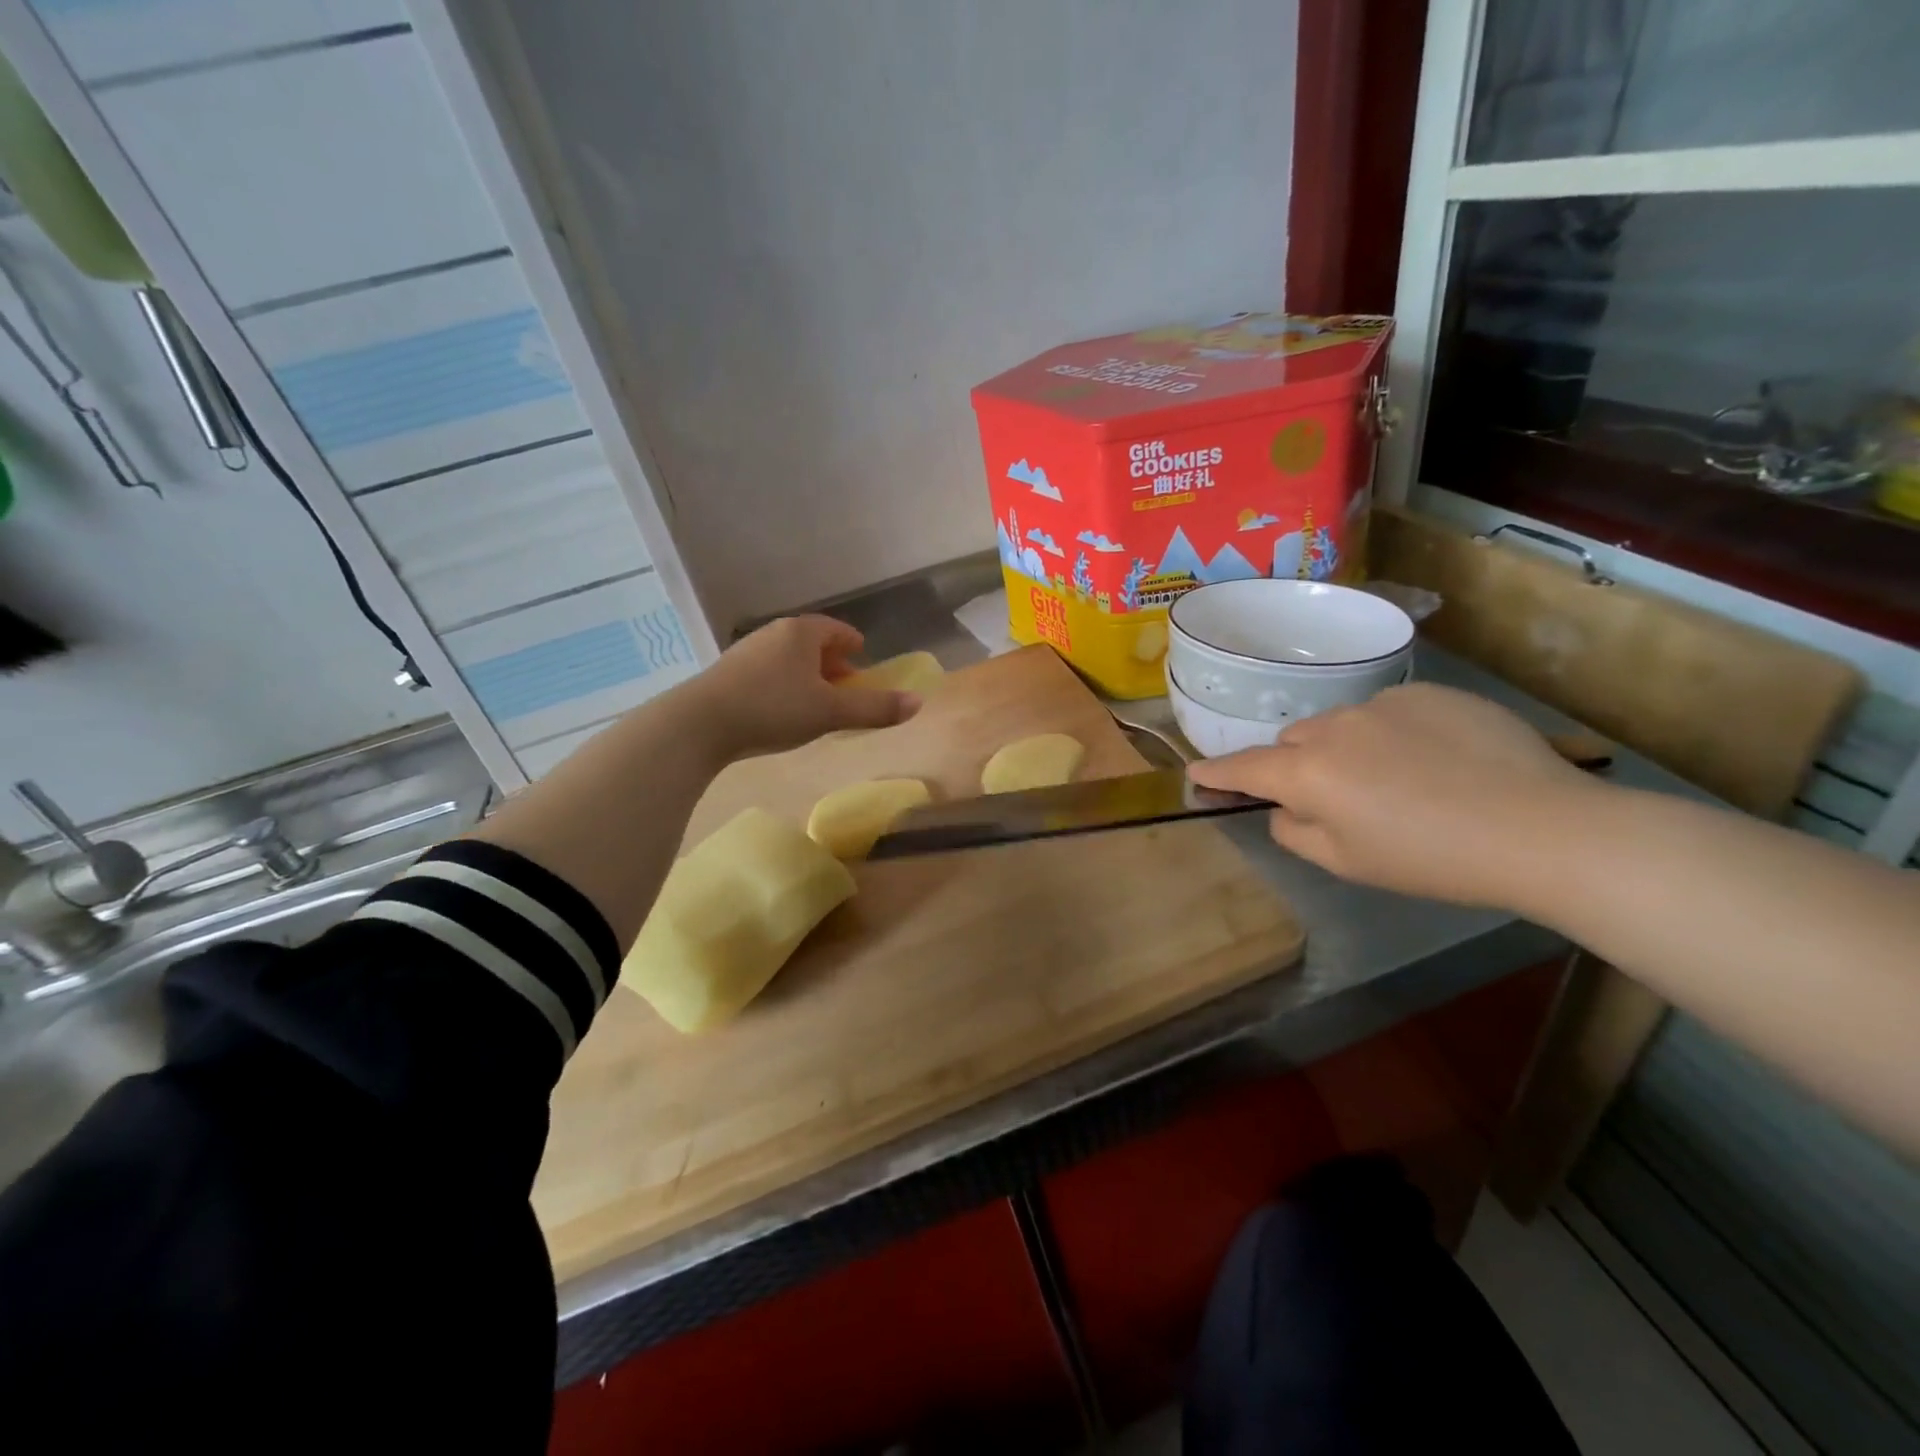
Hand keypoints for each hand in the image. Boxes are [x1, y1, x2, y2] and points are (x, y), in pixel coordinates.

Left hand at [679, 615, 919, 758]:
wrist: (700, 723)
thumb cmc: (773, 708)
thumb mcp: (830, 712)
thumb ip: (874, 708)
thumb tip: (919, 703)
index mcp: (801, 633)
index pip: (836, 630)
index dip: (853, 644)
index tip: (862, 657)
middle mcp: (773, 634)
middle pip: (811, 643)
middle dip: (832, 663)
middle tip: (846, 685)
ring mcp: (747, 652)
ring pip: (787, 658)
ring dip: (806, 675)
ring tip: (816, 700)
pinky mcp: (727, 674)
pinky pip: (768, 673)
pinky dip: (784, 684)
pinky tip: (782, 709)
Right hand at [1187, 683, 1598, 906]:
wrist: (1543, 829)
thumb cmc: (1431, 859)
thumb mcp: (1347, 863)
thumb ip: (1294, 831)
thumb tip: (1284, 807)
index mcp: (1308, 770)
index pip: (1243, 768)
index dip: (1216, 773)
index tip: (1196, 773)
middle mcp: (1334, 725)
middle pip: (1292, 742)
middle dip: (1296, 766)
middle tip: (1335, 801)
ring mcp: (1383, 702)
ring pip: (1340, 725)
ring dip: (1346, 749)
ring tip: (1397, 783)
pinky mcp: (1430, 693)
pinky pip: (1388, 713)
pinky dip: (1392, 735)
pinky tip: (1436, 763)